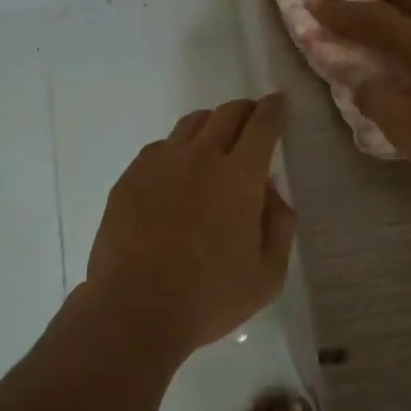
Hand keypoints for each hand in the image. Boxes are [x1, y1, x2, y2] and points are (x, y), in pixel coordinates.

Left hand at [86, 96, 296, 356]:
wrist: (134, 309)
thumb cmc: (209, 297)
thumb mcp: (268, 274)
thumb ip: (279, 224)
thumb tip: (271, 189)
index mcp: (239, 176)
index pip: (263, 125)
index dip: (275, 108)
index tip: (280, 101)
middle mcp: (201, 156)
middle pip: (227, 113)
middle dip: (246, 110)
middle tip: (253, 119)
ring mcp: (161, 162)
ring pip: (192, 123)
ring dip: (212, 124)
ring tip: (216, 141)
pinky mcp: (131, 176)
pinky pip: (161, 147)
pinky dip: (178, 149)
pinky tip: (177, 172)